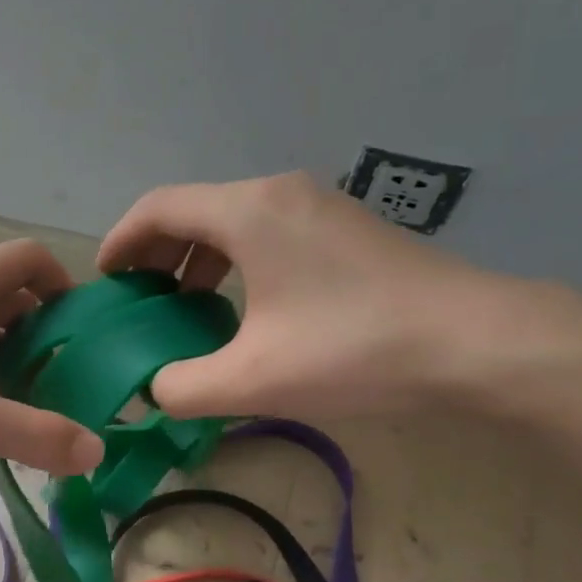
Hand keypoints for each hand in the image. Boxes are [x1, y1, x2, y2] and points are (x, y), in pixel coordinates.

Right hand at [98, 173, 521, 419]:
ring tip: (186, 305)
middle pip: (195, 209)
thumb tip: (155, 388)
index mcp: (248, 211)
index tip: (105, 281)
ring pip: (234, 220)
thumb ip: (183, 386)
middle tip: (141, 299)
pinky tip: (246, 307)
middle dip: (158, 252)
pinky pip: (269, 232)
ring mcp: (318, 205)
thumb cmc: (354, 349)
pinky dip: (238, 260)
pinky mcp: (346, 228)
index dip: (121, 240)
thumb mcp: (253, 379)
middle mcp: (279, 193)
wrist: (476, 341)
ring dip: (199, 258)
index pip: (159, 207)